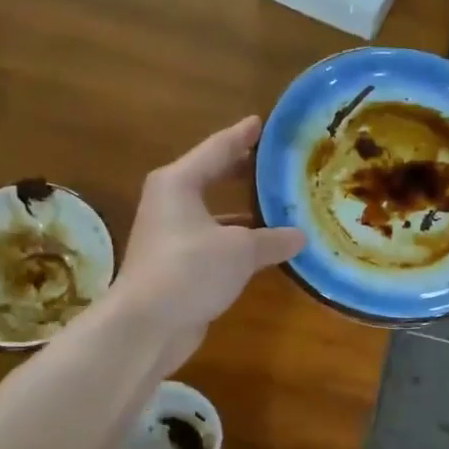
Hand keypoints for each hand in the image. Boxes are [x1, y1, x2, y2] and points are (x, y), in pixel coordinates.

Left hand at [115, 116, 304, 370]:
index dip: (243, 136)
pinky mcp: (177, 265)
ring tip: (280, 206)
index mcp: (179, 182)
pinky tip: (264, 248)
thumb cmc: (190, 269)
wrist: (147, 324)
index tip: (262, 123)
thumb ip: (272, 239)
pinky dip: (237, 242)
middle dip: (244, 172)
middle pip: (212, 177)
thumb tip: (301, 236)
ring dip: (244, 212)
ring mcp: (171, 235)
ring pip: (215, 213)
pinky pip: (214, 242)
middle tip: (277, 164)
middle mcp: (171, 202)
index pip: (217, 148)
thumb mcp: (240, 250)